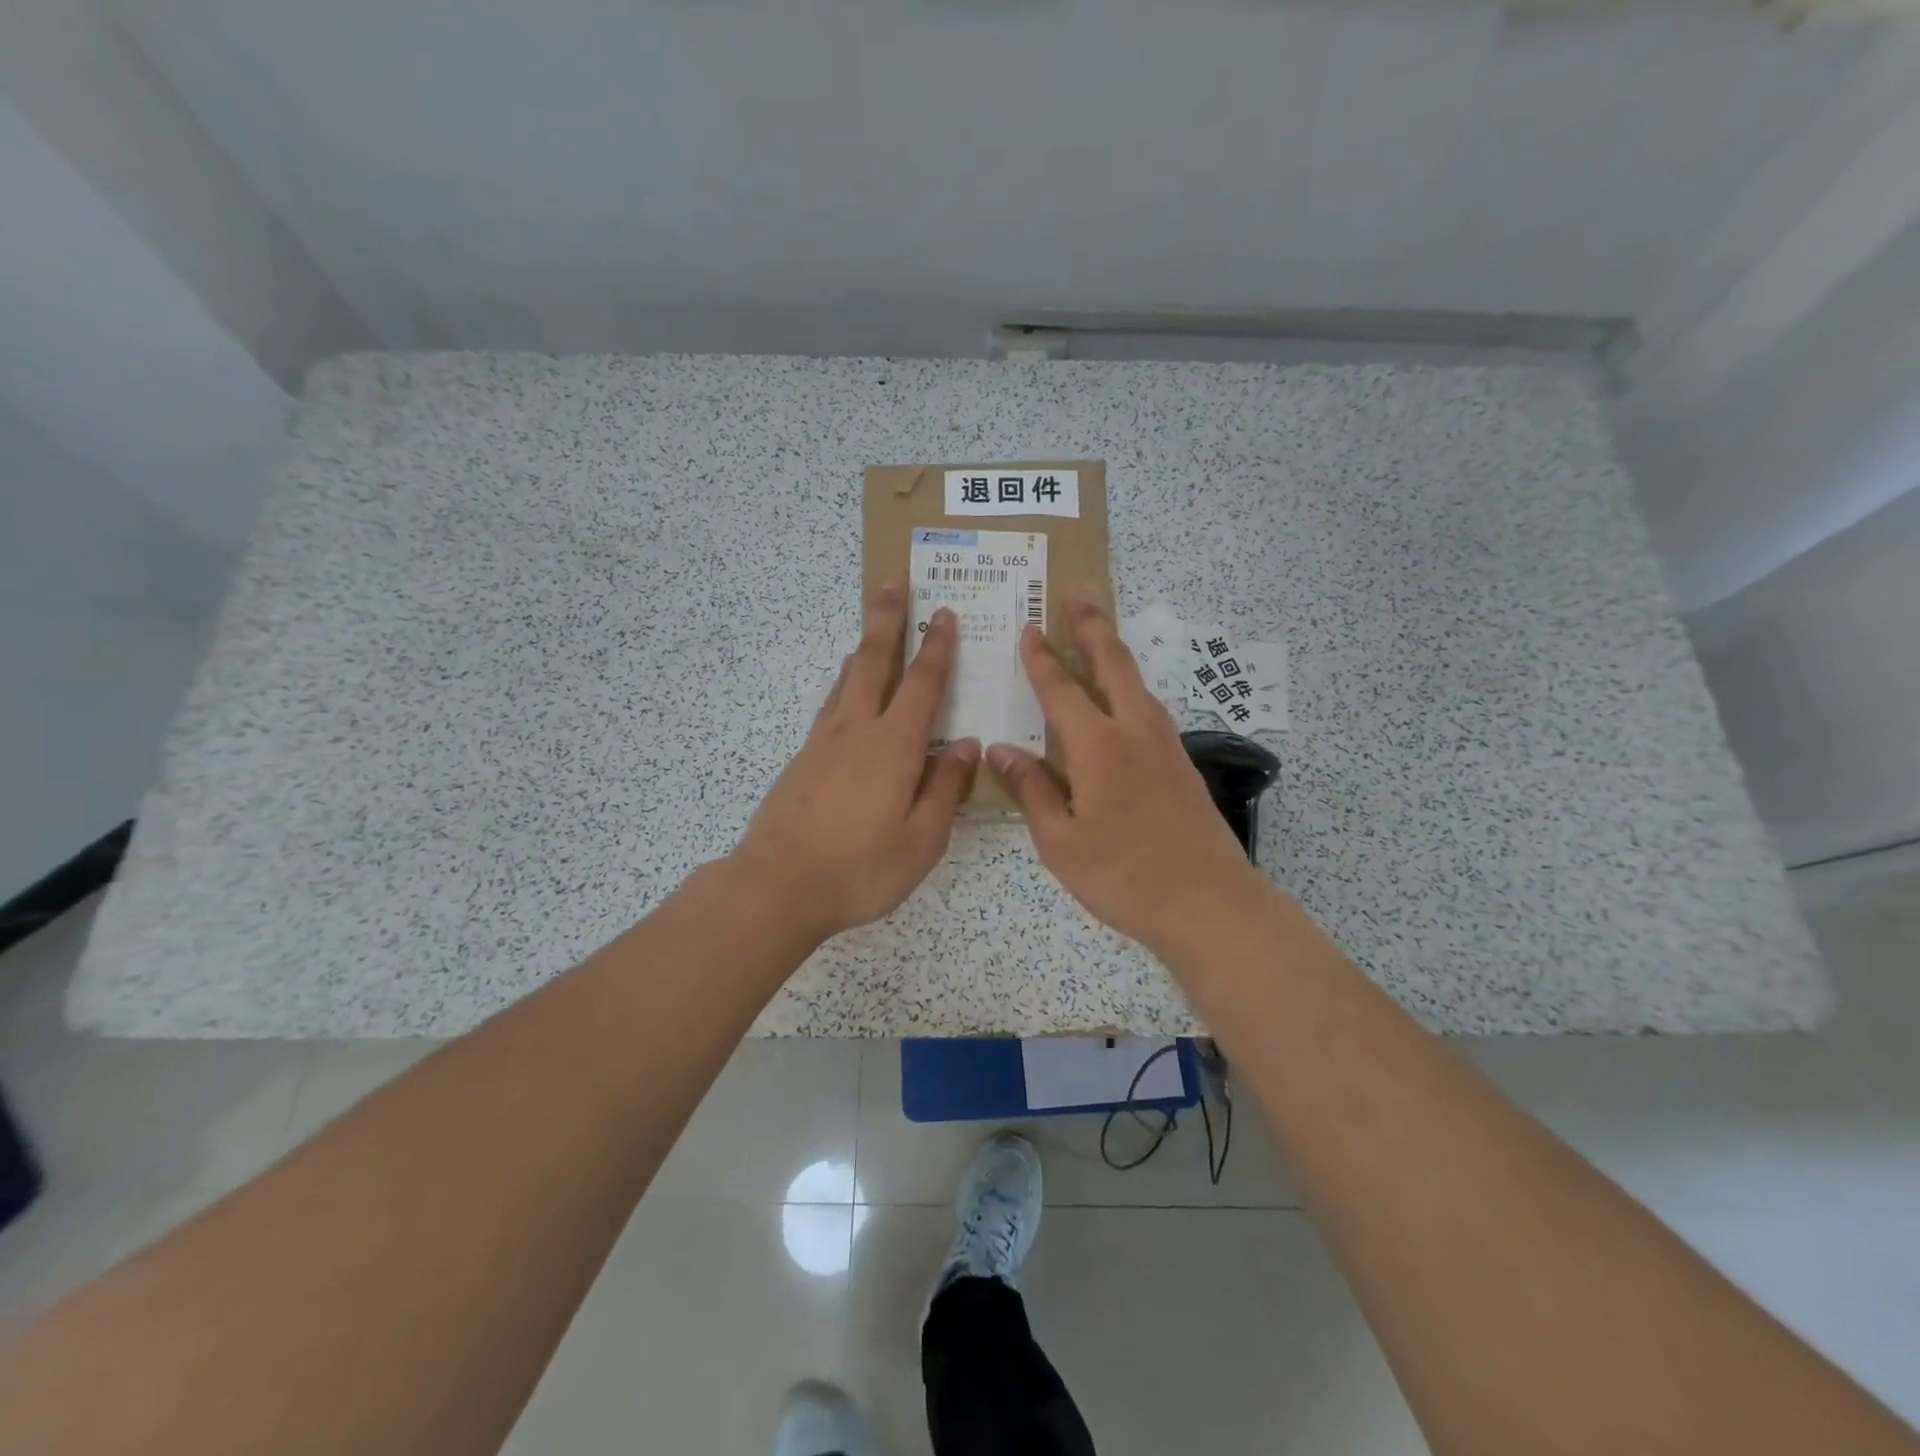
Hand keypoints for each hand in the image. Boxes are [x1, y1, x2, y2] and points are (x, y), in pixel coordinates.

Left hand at [733, 579, 978, 942]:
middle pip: (874, 661)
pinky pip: (830, 706)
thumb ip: (945, 789)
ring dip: (864, 647)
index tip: (944, 613)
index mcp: (894, 747)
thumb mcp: (921, 841)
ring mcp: (823, 742)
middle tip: (893, 581)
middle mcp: (857, 731)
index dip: (937, 648)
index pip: (922, 684)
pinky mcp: (802, 759)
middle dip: (887, 619)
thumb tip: (965, 745)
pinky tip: (846, 690)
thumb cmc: (860, 869)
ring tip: (873, 626)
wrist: (777, 886)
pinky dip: (844, 684)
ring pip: (847, 679)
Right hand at [986, 589, 1269, 956]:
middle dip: (1093, 626)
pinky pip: (1149, 709)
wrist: (1210, 903)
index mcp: (1098, 747)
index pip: (1061, 690)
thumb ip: (1031, 790)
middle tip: (1081, 593)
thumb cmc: (1124, 876)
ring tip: (1100, 634)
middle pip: (1113, 664)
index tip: (1029, 627)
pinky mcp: (1182, 765)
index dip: (1041, 658)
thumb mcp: (1060, 842)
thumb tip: (1001, 750)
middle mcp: (1135, 732)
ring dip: (1115, 652)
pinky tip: (1124, 700)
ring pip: (1137, 684)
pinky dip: (1130, 687)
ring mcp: (1166, 746)